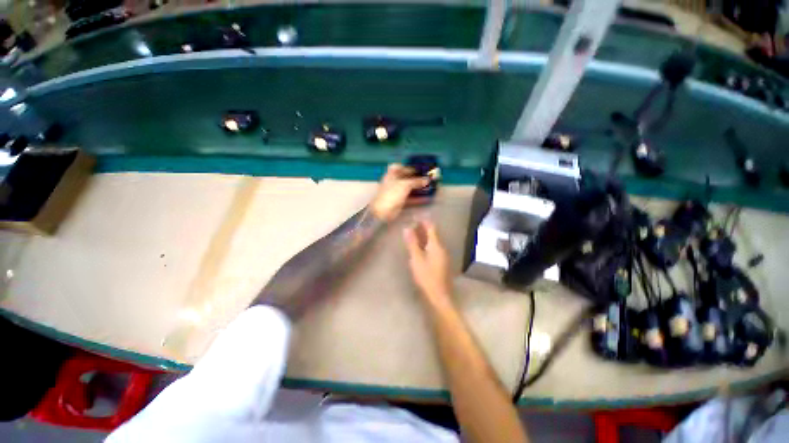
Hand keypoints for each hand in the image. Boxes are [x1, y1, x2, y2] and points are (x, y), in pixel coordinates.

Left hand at [370, 164, 429, 221]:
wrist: (382, 211)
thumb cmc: (392, 194)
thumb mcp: (405, 185)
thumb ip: (416, 181)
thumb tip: (427, 180)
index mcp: (392, 174)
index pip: (401, 167)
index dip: (410, 167)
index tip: (420, 168)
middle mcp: (394, 182)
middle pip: (406, 178)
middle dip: (417, 178)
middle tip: (428, 178)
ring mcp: (397, 192)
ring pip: (409, 188)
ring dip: (418, 188)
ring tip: (429, 188)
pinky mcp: (400, 201)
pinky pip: (410, 198)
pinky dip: (418, 198)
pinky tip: (426, 198)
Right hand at [403, 219, 452, 304]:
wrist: (438, 296)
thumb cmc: (426, 277)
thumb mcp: (416, 259)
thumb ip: (412, 243)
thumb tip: (407, 228)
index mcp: (436, 245)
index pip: (431, 227)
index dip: (424, 220)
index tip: (415, 216)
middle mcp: (441, 248)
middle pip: (433, 234)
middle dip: (423, 227)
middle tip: (412, 223)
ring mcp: (442, 256)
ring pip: (433, 241)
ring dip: (424, 236)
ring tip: (414, 233)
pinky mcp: (441, 262)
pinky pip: (433, 248)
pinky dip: (426, 244)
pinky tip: (420, 247)